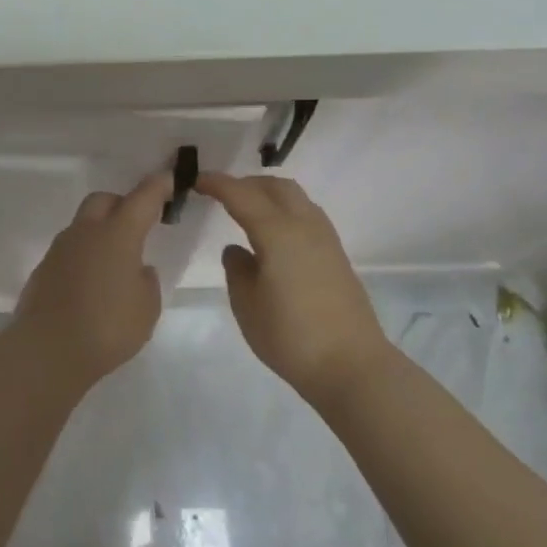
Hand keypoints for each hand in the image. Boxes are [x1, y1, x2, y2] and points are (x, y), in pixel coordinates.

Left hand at [9, 170, 172, 384]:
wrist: (46, 350)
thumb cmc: (107, 327)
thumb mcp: (146, 308)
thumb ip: (146, 282)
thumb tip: (136, 270)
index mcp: (118, 234)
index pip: (142, 198)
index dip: (159, 186)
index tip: (169, 178)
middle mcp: (86, 232)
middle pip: (104, 201)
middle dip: (122, 205)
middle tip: (138, 224)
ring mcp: (60, 249)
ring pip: (83, 225)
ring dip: (100, 232)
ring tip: (115, 261)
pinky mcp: (43, 269)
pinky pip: (70, 251)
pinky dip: (84, 256)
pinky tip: (91, 283)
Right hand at [197, 172, 390, 408]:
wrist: (350, 365)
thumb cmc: (290, 336)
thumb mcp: (247, 305)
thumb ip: (237, 269)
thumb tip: (238, 249)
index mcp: (278, 233)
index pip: (242, 195)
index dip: (217, 184)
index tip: (196, 181)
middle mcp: (305, 226)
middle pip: (275, 186)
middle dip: (246, 184)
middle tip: (221, 195)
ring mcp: (326, 239)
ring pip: (296, 198)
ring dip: (269, 195)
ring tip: (246, 211)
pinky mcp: (336, 255)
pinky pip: (307, 216)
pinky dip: (285, 211)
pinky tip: (273, 235)